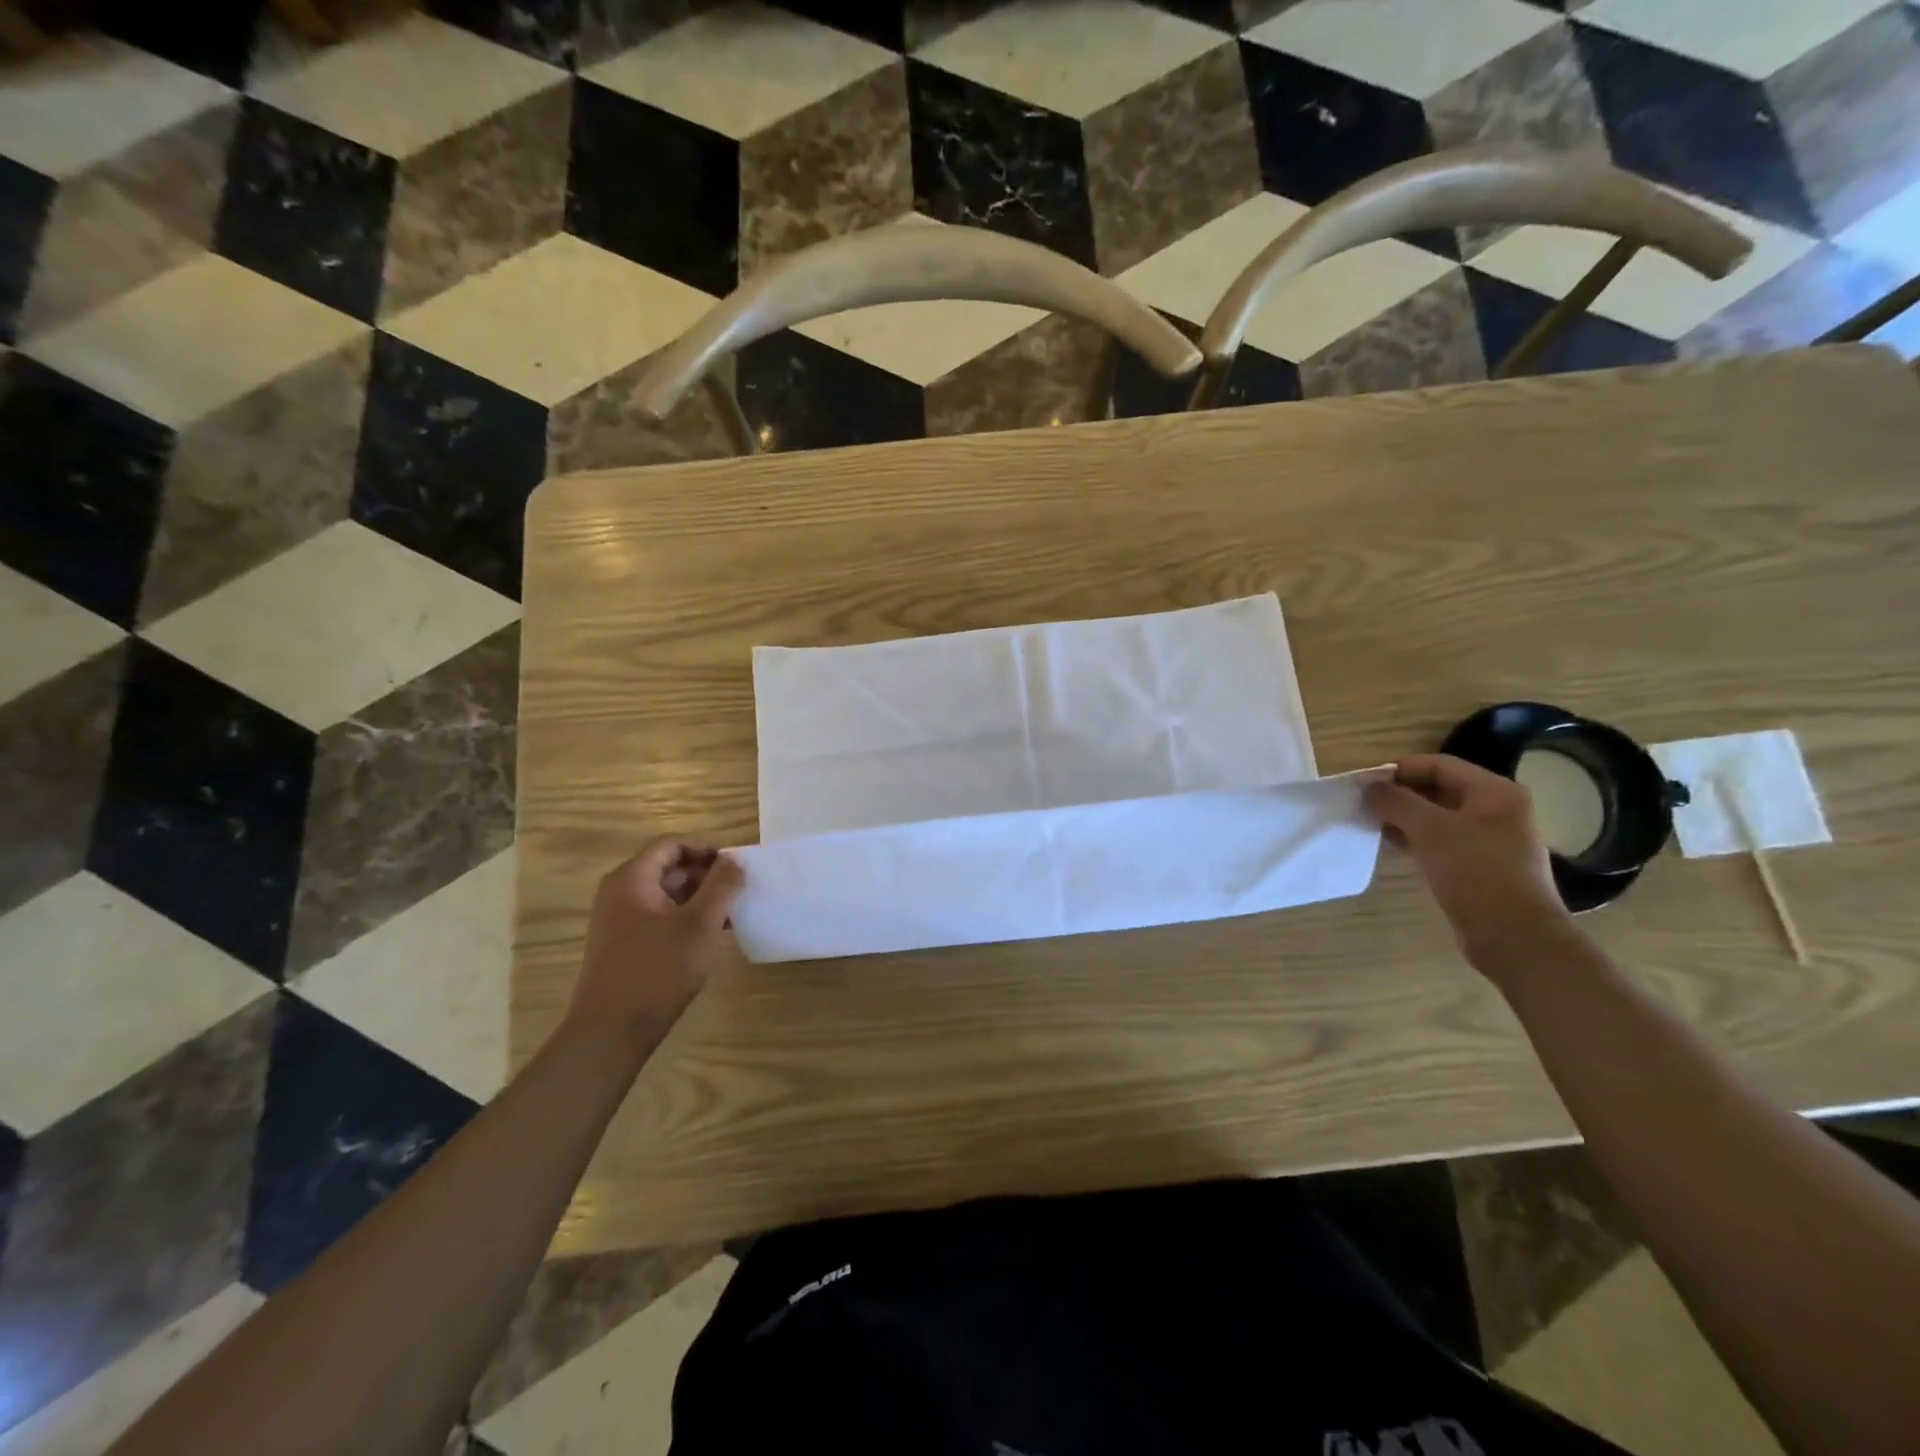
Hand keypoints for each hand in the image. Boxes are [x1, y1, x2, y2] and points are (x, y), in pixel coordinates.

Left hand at [566, 838, 744, 1048]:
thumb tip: (735, 860)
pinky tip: (711, 937)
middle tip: (739, 891)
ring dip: (700, 899)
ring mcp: (618, 921)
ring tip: (732, 915)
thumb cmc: (659, 970)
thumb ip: (722, 885)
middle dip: (706, 875)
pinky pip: (659, 918)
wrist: (611, 1032)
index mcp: (632, 879)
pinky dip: (686, 919)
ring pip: (666, 895)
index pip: (672, 844)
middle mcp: (620, 893)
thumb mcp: (700, 923)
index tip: (736, 865)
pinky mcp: (624, 945)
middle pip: (668, 867)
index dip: (706, 848)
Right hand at [1364, 755, 1573, 970]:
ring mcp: (1490, 840)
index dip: (1399, 769)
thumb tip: (1370, 787)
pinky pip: (1441, 841)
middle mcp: (1497, 810)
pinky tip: (1391, 845)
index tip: (1364, 782)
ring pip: (1437, 817)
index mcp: (1495, 792)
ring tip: (1370, 823)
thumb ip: (1396, 801)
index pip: (1439, 765)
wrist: (1514, 936)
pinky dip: (1415, 838)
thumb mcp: (1430, 829)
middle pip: (1438, 789)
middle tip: (1363, 803)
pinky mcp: (1480, 866)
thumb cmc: (1475, 872)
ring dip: (1404, 817)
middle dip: (1399, 794)